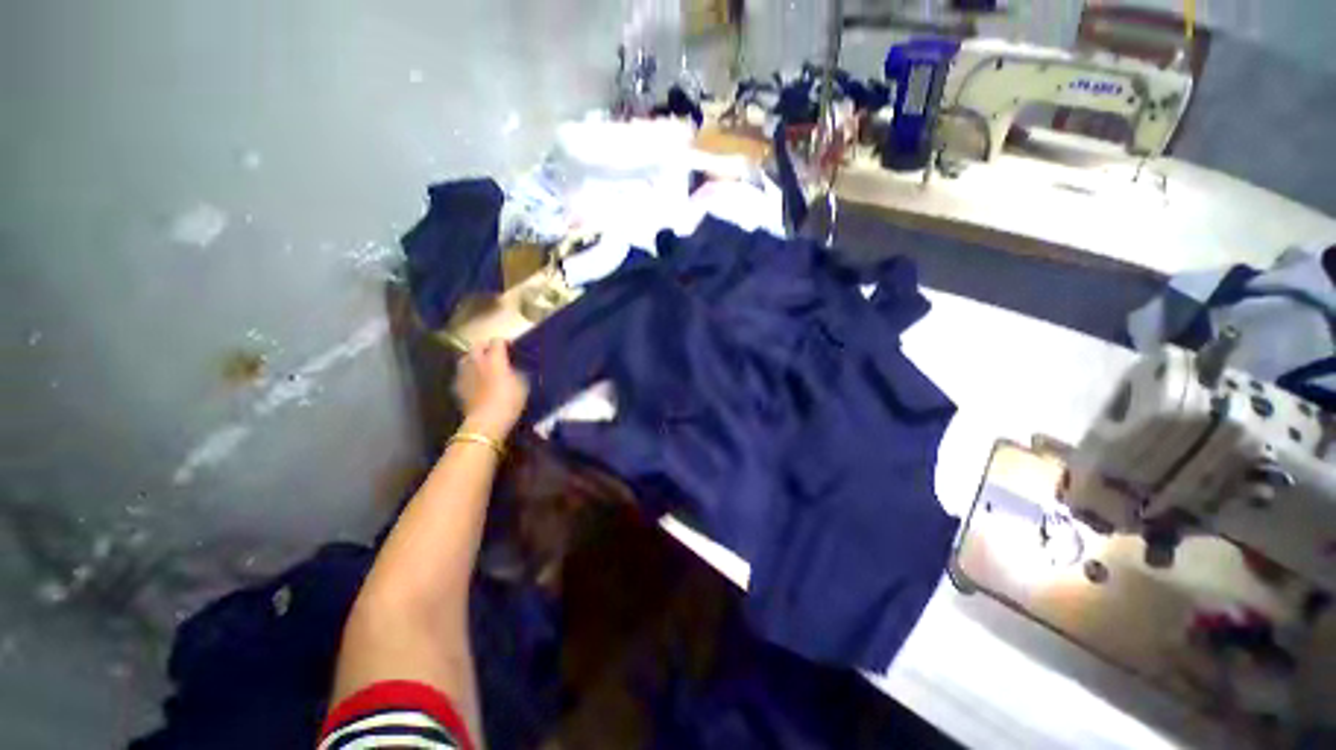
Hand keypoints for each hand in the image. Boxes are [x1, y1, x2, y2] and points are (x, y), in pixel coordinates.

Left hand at [454, 340, 529, 440]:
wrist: (487, 420)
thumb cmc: (509, 401)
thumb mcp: (522, 385)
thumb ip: (516, 372)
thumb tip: (511, 369)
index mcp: (494, 358)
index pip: (497, 341)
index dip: (504, 343)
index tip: (511, 349)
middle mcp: (476, 361)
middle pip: (477, 345)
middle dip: (485, 347)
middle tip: (494, 355)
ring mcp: (464, 373)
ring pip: (465, 358)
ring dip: (473, 359)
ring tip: (482, 367)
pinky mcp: (457, 386)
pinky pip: (462, 374)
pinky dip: (468, 374)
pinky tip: (475, 383)